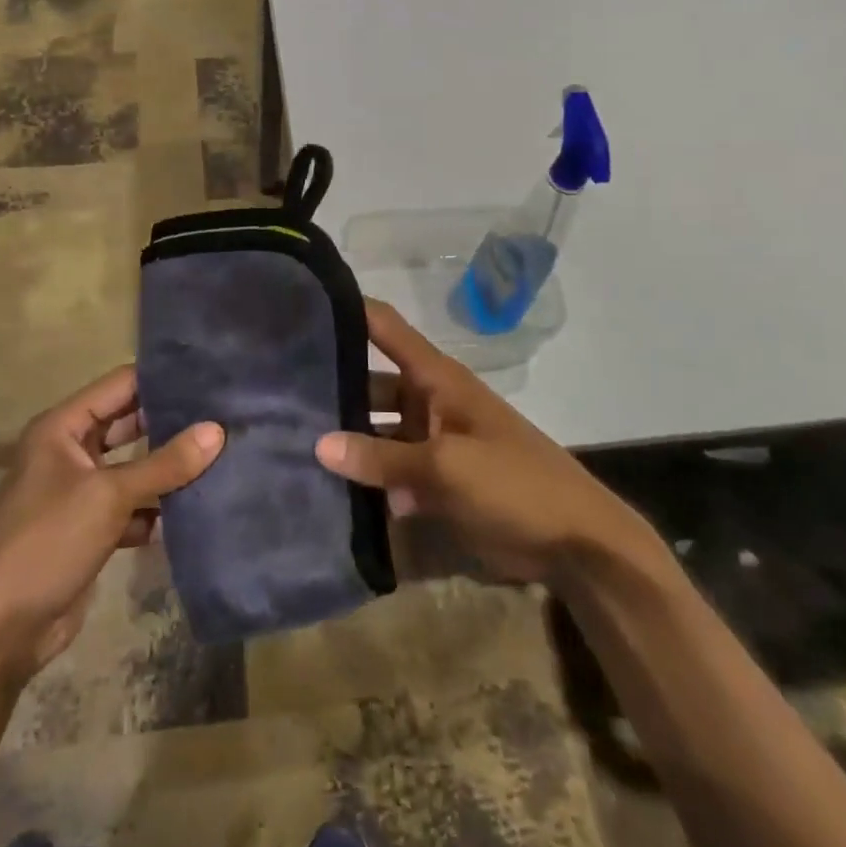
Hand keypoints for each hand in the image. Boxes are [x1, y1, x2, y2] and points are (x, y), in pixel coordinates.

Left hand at [0, 367, 223, 682]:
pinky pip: (131, 507)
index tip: (209, 377)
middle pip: (128, 425)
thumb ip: (165, 463)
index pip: (119, 386)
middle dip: (171, 424)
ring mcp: (78, 493)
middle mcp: (68, 452)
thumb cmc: (47, 542)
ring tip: (222, 456)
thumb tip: (217, 430)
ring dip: (167, 470)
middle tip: (224, 416)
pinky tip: (195, 511)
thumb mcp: (108, 496)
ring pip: (133, 468)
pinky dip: (156, 510)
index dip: (161, 380)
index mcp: (61, 428)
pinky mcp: (89, 530)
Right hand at [316, 299, 657, 585]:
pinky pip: (387, 470)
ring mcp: (429, 441)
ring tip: (282, 440)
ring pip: (374, 431)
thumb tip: (319, 444)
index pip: (385, 327)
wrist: (575, 543)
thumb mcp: (447, 467)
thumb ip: (383, 457)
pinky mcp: (432, 480)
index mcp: (436, 379)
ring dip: (343, 439)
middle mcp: (427, 401)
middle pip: (369, 382)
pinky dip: (364, 477)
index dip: (347, 309)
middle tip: (270, 393)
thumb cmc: (515, 485)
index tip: (298, 303)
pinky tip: (320, 487)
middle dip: (329, 386)